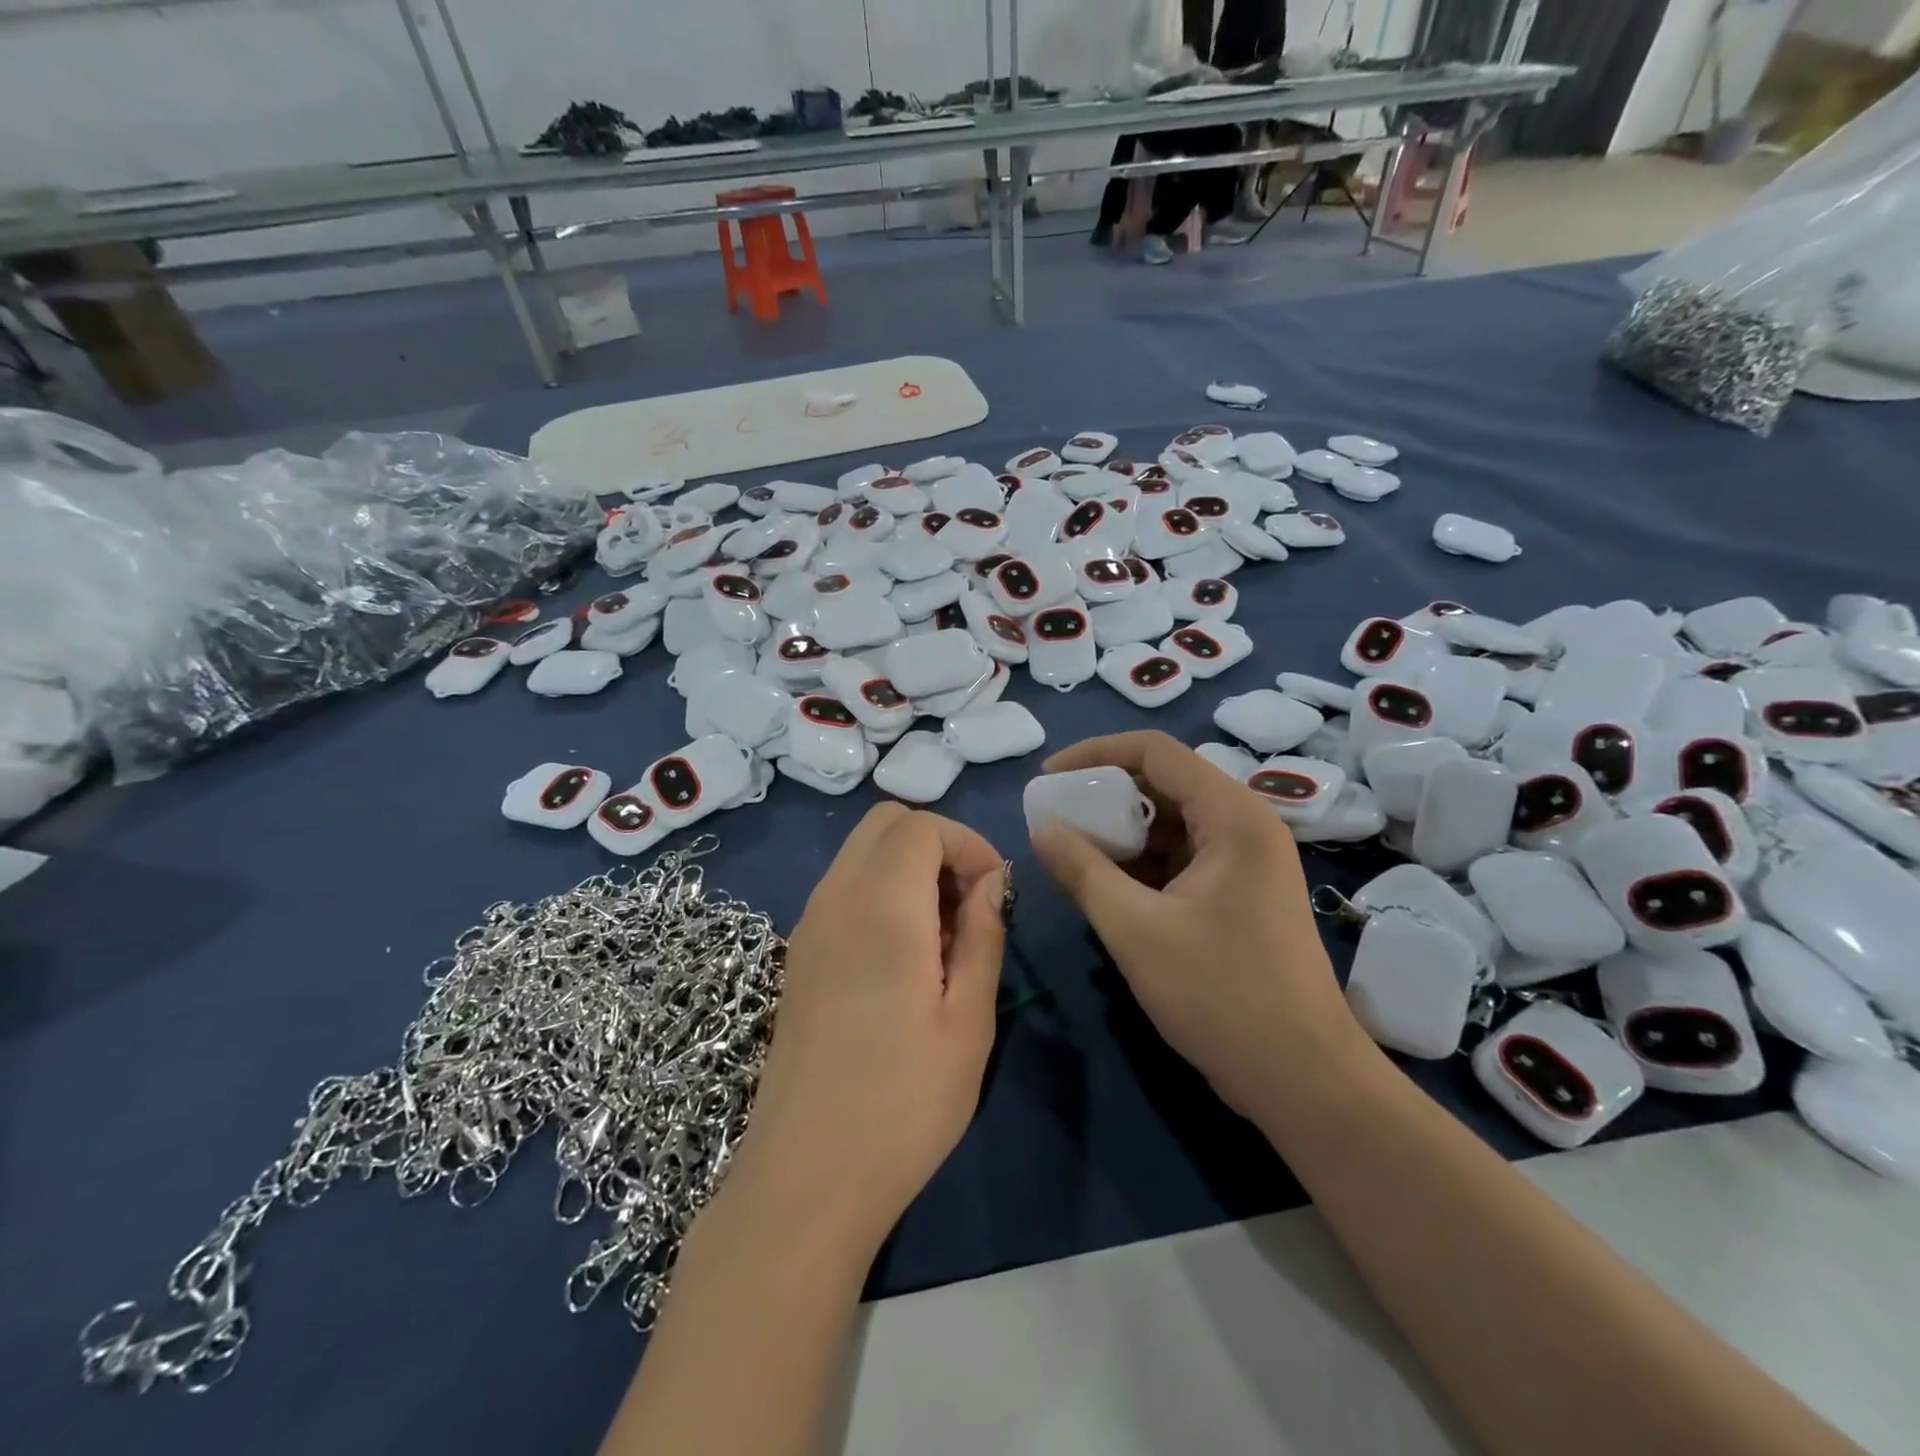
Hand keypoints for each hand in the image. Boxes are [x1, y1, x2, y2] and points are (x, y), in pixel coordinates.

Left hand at [731, 804, 1006, 1252]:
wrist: (804, 1180)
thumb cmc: (903, 1105)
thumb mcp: (968, 1022)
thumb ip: (983, 936)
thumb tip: (990, 883)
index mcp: (881, 907)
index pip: (921, 825)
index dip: (967, 843)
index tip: (994, 894)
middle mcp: (835, 900)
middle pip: (884, 823)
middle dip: (937, 844)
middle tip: (968, 906)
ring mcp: (807, 926)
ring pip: (860, 853)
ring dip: (908, 869)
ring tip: (942, 939)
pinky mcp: (798, 956)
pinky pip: (843, 889)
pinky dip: (880, 893)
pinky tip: (903, 960)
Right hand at [1029, 732, 1363, 1118]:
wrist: (1303, 1079)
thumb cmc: (1222, 996)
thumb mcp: (1136, 930)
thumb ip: (1082, 871)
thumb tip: (1040, 829)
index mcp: (1231, 816)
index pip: (1155, 752)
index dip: (1095, 754)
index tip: (1048, 779)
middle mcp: (1243, 825)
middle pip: (1163, 783)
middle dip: (1104, 796)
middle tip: (1054, 818)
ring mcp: (1243, 861)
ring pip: (1169, 823)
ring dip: (1119, 832)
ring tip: (1070, 852)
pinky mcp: (1237, 894)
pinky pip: (1179, 858)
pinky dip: (1139, 864)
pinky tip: (1103, 884)